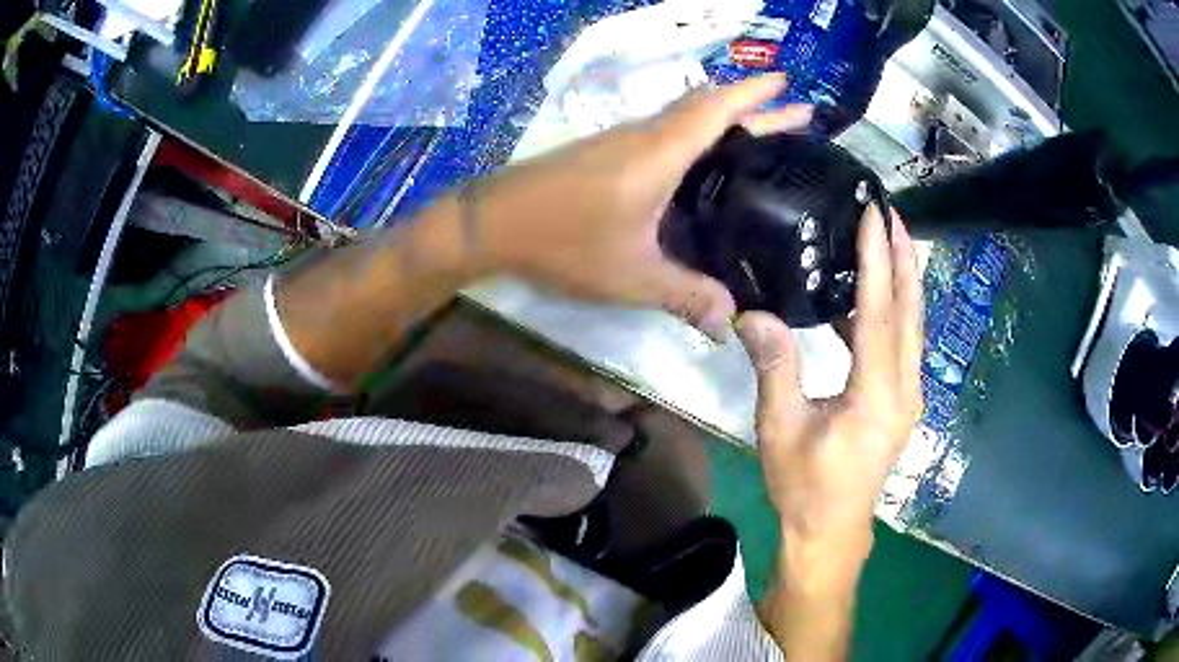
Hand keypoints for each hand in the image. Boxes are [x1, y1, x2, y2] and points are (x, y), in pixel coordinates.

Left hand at [469, 74, 812, 339]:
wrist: (492, 222)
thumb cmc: (562, 241)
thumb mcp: (631, 276)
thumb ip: (685, 295)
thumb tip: (732, 322)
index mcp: (660, 153)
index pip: (718, 110)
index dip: (756, 94)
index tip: (788, 82)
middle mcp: (645, 136)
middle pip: (708, 109)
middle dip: (755, 107)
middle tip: (797, 114)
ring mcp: (622, 141)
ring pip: (685, 118)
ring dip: (726, 119)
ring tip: (764, 136)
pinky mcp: (606, 153)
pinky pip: (665, 133)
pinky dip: (698, 137)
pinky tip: (706, 163)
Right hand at [736, 206, 923, 571]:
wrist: (830, 530)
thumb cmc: (804, 485)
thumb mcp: (782, 427)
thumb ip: (776, 367)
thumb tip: (754, 313)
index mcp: (878, 396)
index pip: (881, 314)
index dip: (878, 261)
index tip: (874, 215)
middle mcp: (905, 389)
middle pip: (911, 311)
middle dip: (904, 257)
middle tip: (891, 211)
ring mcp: (908, 395)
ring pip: (912, 325)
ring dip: (902, 279)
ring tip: (887, 238)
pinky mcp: (901, 400)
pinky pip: (902, 342)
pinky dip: (891, 310)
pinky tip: (867, 295)